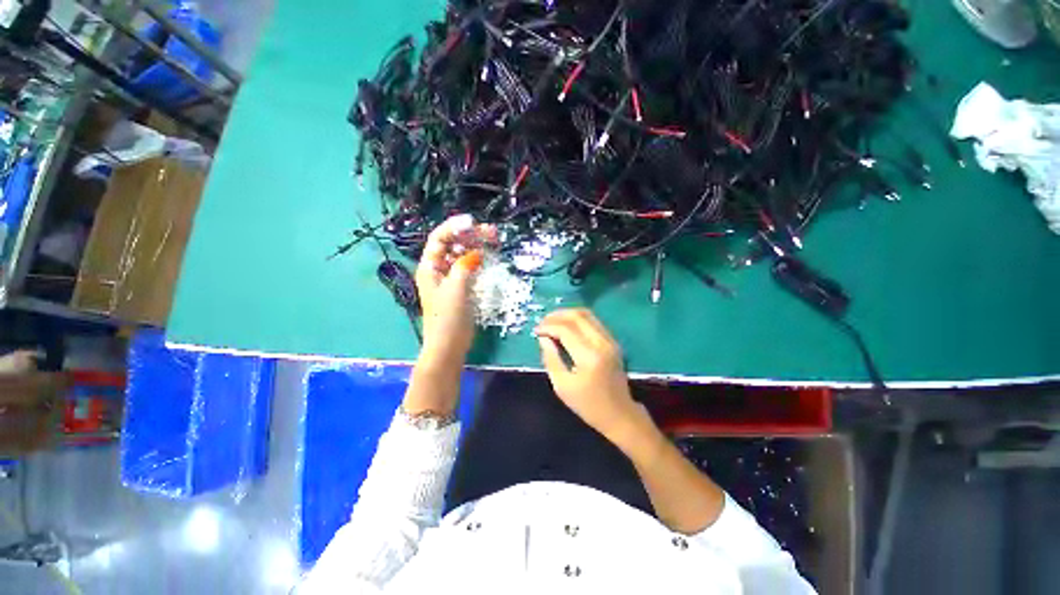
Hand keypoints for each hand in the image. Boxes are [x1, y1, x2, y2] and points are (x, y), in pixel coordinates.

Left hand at [415, 214, 495, 369]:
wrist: (450, 345)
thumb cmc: (448, 317)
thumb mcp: (456, 288)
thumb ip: (464, 266)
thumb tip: (476, 253)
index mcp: (429, 267)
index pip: (439, 239)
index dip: (454, 227)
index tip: (472, 222)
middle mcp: (438, 269)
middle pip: (453, 245)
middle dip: (470, 235)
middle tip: (491, 231)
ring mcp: (451, 278)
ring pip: (463, 255)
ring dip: (477, 246)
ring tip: (494, 239)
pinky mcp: (462, 287)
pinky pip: (470, 267)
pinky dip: (479, 260)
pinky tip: (489, 255)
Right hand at [535, 309, 646, 444]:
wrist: (619, 414)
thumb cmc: (588, 405)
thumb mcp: (562, 386)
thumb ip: (550, 358)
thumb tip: (543, 338)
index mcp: (589, 356)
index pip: (566, 330)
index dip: (548, 326)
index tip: (536, 331)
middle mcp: (602, 343)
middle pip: (577, 316)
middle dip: (556, 316)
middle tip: (542, 322)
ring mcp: (610, 340)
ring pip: (587, 314)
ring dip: (567, 315)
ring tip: (551, 321)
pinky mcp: (612, 341)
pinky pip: (593, 321)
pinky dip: (577, 319)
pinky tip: (566, 326)